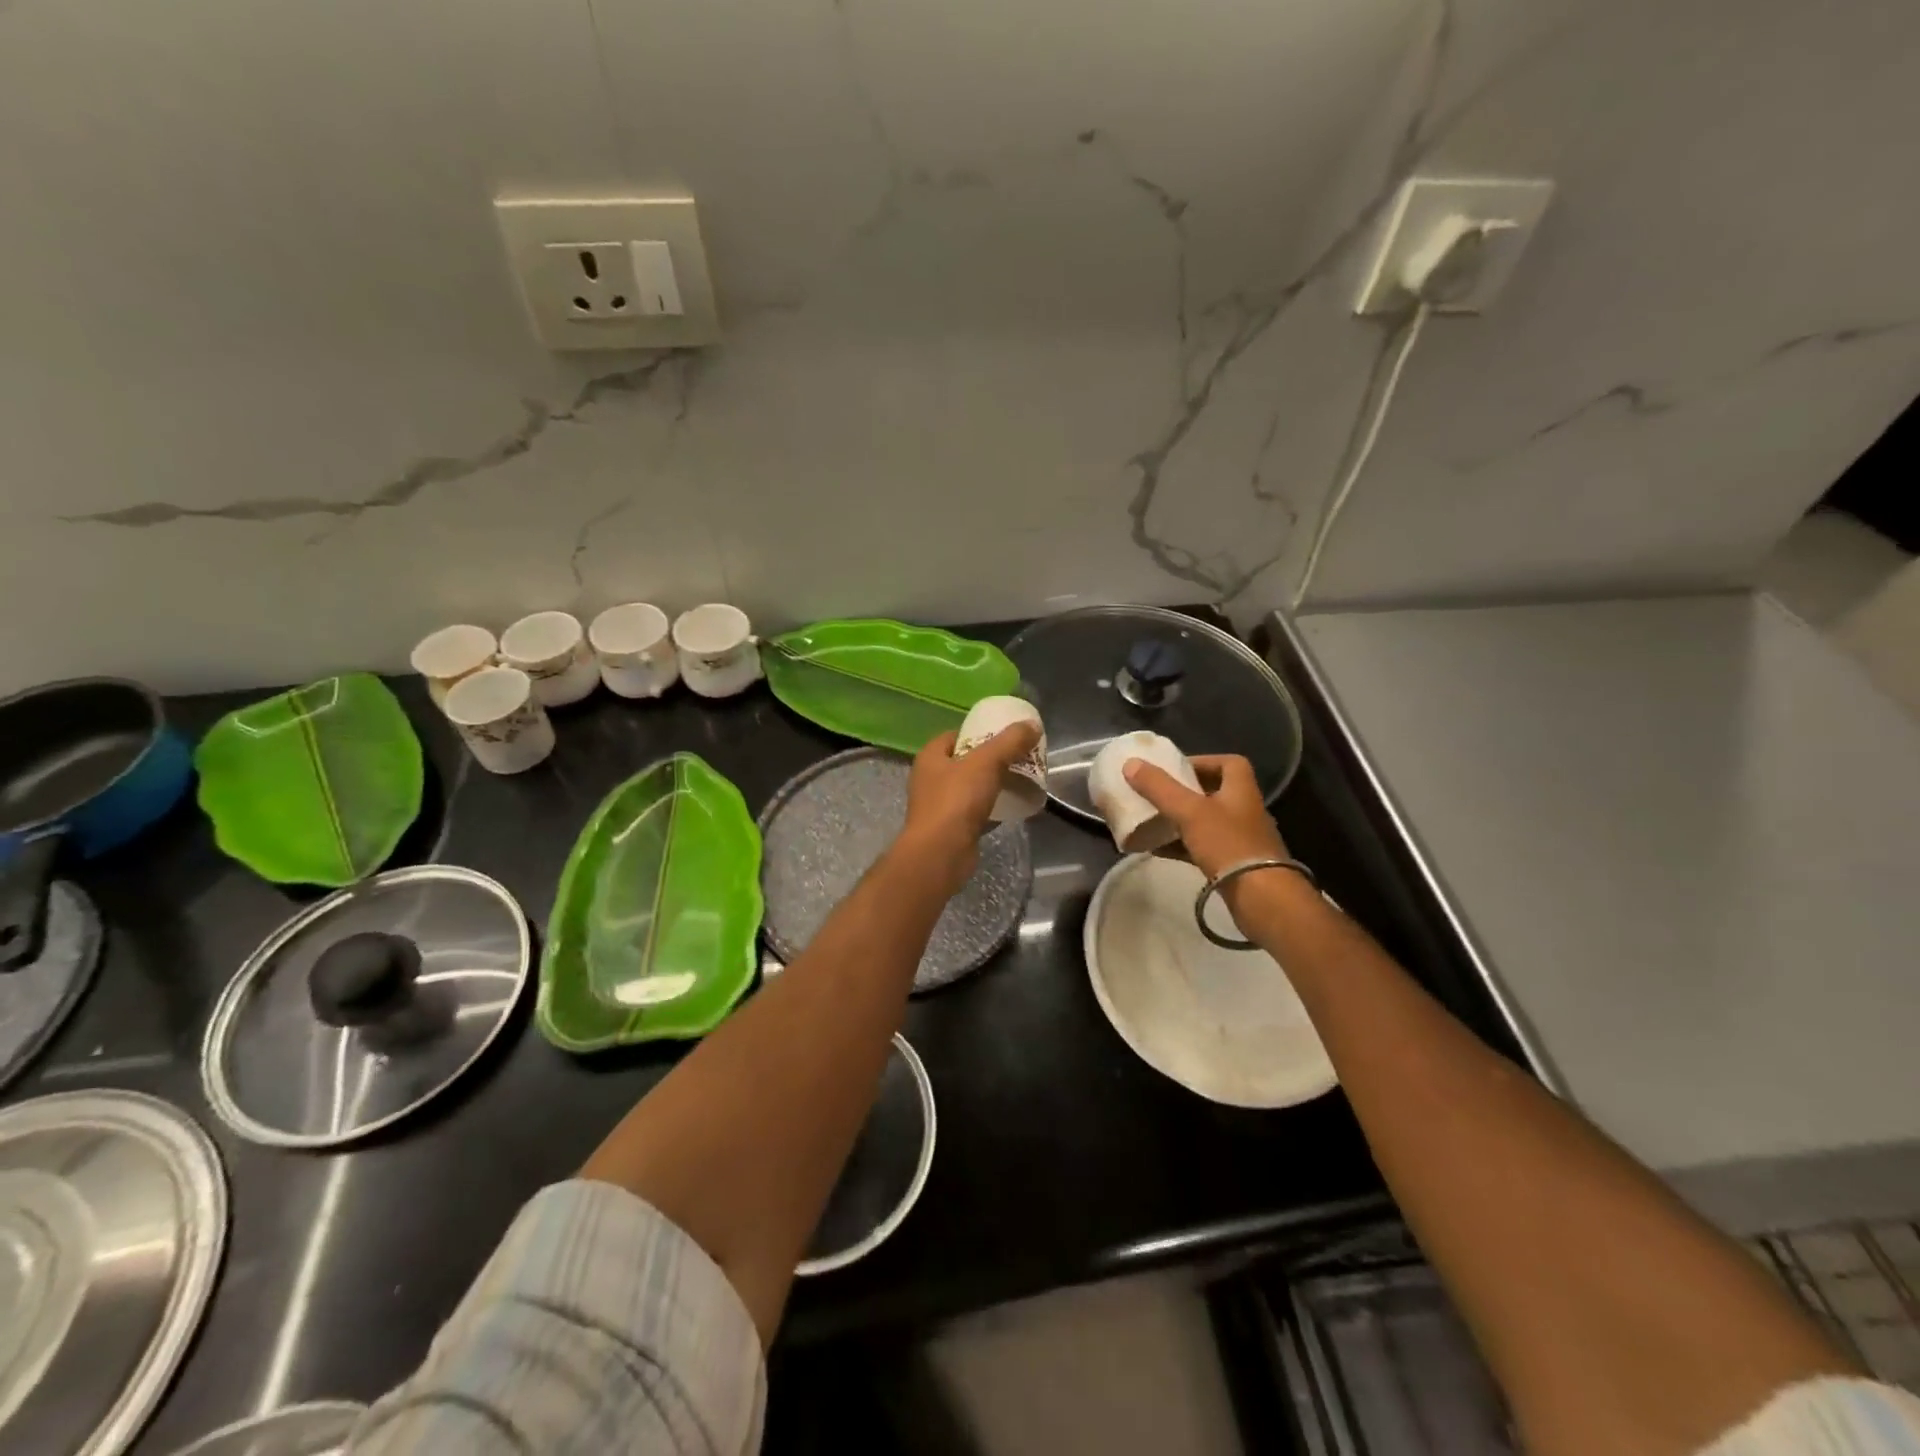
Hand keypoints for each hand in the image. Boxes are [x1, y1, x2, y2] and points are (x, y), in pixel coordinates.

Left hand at [896, 722, 1042, 893]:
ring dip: (991, 784)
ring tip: (1018, 780)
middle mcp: (929, 779)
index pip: (954, 735)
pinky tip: (1011, 807)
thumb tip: (1032, 725)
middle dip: (990, 759)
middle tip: (1017, 757)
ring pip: (969, 788)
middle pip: (964, 762)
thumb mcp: (986, 762)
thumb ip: (1010, 742)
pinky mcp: (950, 829)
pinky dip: (991, 808)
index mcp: (931, 757)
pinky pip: (974, 812)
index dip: (977, 732)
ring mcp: (938, 806)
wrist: (941, 854)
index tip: (1002, 735)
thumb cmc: (956, 801)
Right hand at [1123, 754, 1287, 880]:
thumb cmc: (1228, 844)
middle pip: (1214, 792)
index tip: (1176, 768)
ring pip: (1206, 821)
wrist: (1260, 897)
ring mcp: (1240, 838)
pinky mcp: (1232, 863)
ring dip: (1180, 820)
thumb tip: (1130, 763)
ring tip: (1151, 820)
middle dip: (1184, 792)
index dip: (1203, 761)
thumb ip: (1159, 787)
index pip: (1229, 763)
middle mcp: (1244, 809)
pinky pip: (1202, 847)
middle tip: (1157, 794)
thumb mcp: (1189, 811)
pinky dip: (1180, 845)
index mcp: (1241, 789)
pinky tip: (1156, 849)